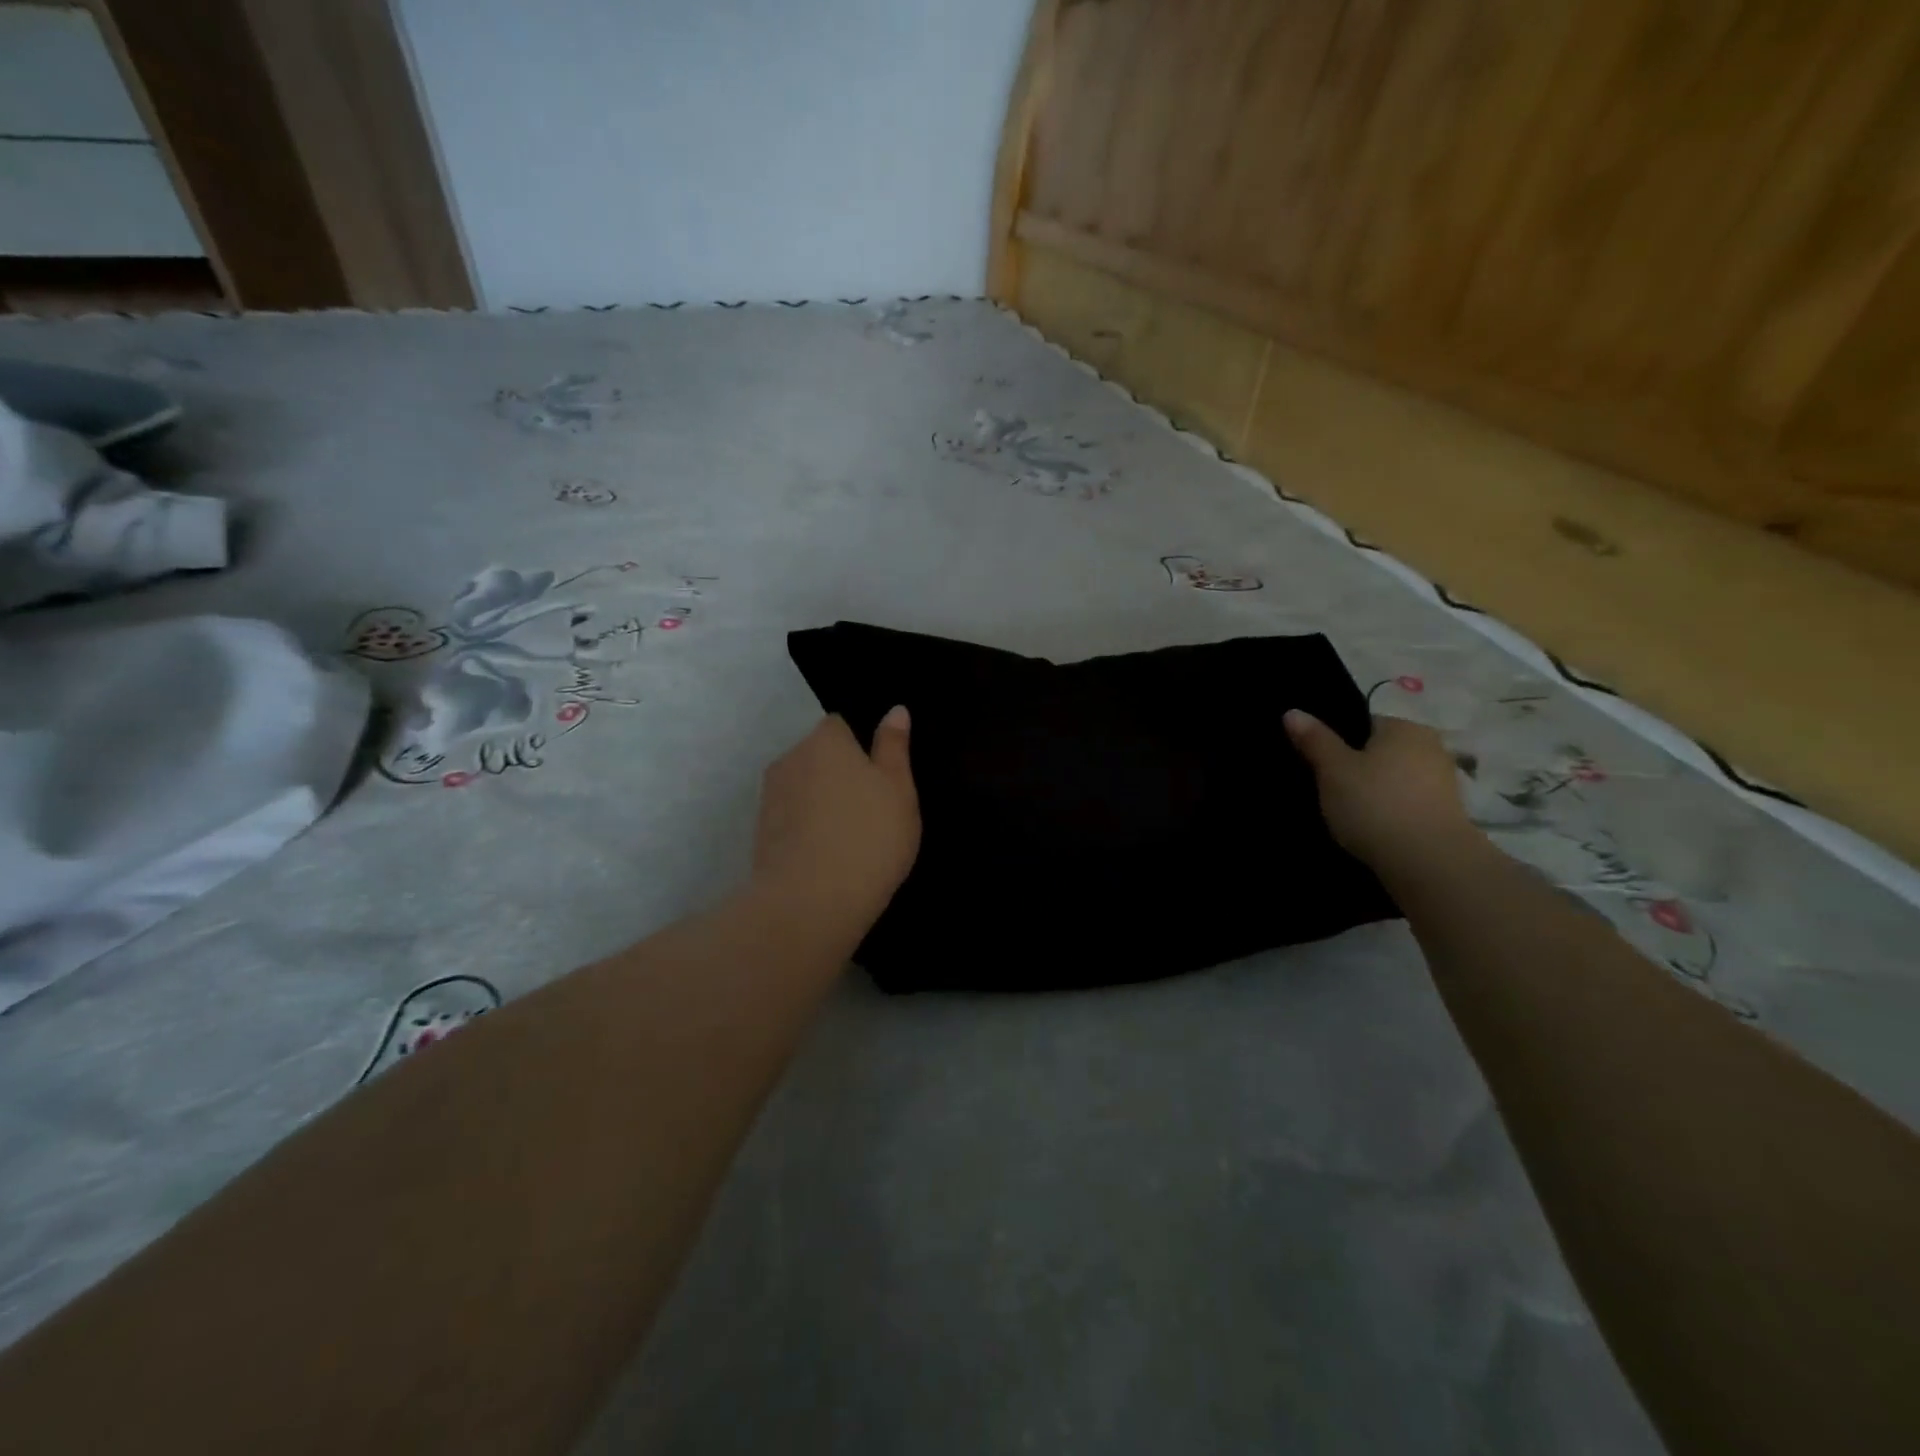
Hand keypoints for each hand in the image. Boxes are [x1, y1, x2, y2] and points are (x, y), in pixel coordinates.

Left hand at [752, 709, 920, 933]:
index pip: (839, 726)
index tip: (879, 778)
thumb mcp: (898, 790)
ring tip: (848, 838)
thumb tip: (895, 710)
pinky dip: (805, 829)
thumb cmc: (868, 836)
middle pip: (817, 757)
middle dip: (838, 774)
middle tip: (870, 810)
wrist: (810, 902)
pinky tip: (826, 857)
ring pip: (802, 789)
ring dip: (820, 803)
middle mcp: (790, 759)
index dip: (860, 748)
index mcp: (825, 740)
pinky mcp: (760, 833)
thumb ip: (894, 747)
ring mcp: (770, 797)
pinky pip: (790, 819)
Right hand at [1284, 711, 1474, 872]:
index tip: (1319, 765)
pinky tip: (1372, 830)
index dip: (1338, 742)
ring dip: (1375, 792)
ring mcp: (1445, 781)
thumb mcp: (1333, 770)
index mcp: (1404, 727)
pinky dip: (1391, 812)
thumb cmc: (1375, 804)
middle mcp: (1431, 746)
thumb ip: (1314, 739)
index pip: (1364, 723)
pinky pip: (1408, 804)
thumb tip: (1292, 712)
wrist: (1428, 862)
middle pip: (1381, 751)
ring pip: (1395, 779)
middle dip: (1358, 767)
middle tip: (1328, 790)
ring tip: (1347, 814)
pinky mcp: (1448, 814)